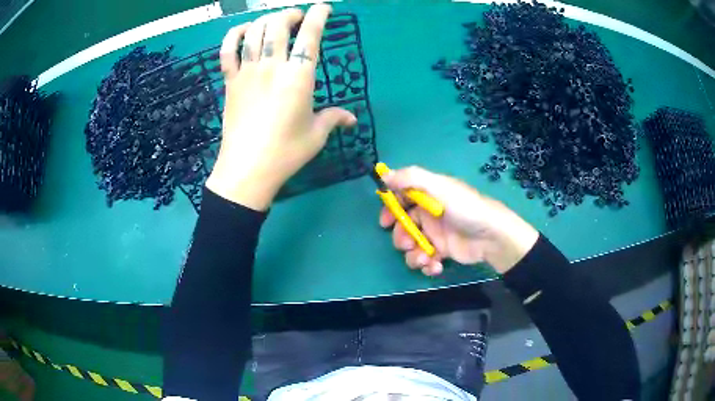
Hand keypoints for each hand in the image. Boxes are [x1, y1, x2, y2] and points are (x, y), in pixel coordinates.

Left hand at [206, 4, 356, 210]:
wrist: (247, 170)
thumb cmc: (285, 152)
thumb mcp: (316, 135)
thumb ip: (334, 119)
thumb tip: (352, 119)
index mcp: (298, 77)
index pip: (309, 36)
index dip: (318, 16)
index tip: (323, 8)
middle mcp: (272, 67)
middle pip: (278, 26)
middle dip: (290, 14)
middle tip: (297, 17)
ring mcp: (248, 72)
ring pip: (255, 32)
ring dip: (266, 20)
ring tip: (275, 20)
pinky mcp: (230, 82)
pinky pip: (227, 51)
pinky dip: (233, 36)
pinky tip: (243, 31)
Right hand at [379, 166, 538, 275]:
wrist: (491, 237)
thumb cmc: (465, 209)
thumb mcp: (439, 187)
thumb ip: (411, 179)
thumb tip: (384, 174)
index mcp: (428, 195)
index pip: (402, 198)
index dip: (391, 210)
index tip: (385, 222)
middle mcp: (429, 214)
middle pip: (403, 226)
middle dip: (401, 237)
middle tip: (407, 244)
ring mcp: (435, 235)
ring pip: (412, 246)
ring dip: (414, 255)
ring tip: (426, 258)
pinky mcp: (442, 252)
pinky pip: (425, 259)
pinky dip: (427, 265)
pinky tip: (435, 266)